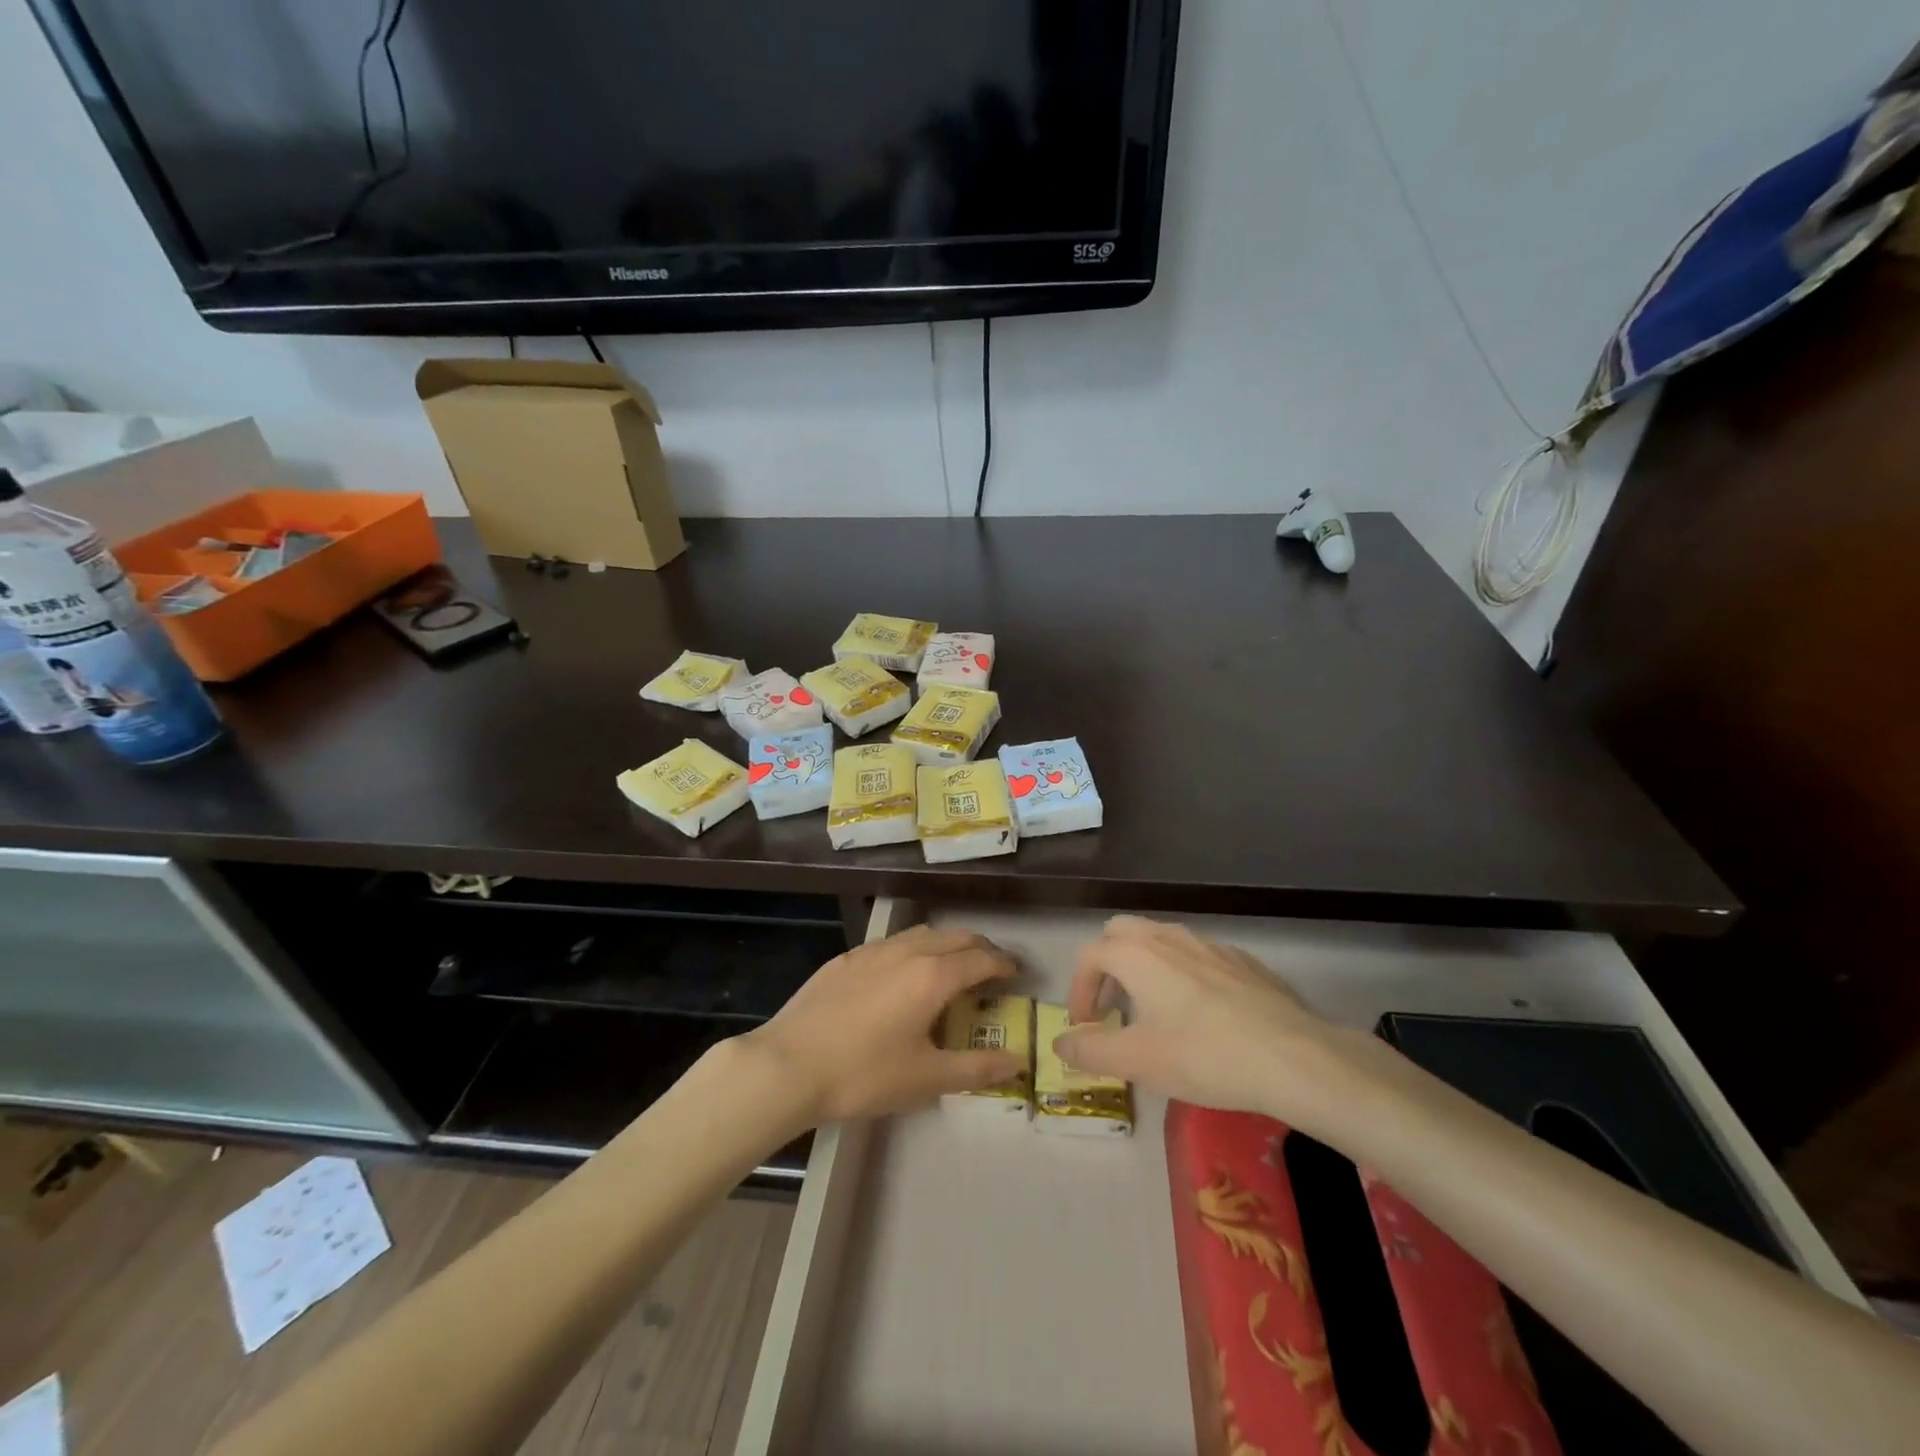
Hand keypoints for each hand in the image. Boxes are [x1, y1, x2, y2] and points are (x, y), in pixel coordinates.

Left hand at [741, 925, 1025, 1125]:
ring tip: (950, 967)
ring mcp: (872, 951)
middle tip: (991, 969)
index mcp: (933, 976)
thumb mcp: (927, 1079)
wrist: (787, 1066)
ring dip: (945, 945)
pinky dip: (912, 950)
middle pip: (955, 937)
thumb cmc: (864, 1074)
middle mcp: (907, 951)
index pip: (981, 959)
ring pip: (921, 934)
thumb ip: (977, 1069)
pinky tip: (901, 976)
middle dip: (979, 949)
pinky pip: (891, 944)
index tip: (1016, 974)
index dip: (1004, 965)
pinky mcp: (845, 959)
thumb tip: (1016, 1063)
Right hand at [1054, 916, 1376, 1140]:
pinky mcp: (1241, 960)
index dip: (1078, 990)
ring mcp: (1209, 944)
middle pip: (1121, 932)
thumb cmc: (1204, 1055)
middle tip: (1112, 1007)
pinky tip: (1200, 1014)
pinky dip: (1181, 974)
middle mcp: (1168, 937)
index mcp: (1137, 954)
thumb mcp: (1138, 1061)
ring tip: (1152, 1011)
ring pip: (1161, 939)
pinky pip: (1196, 955)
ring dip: (1143, 967)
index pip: (1090, 957)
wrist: (1293, 1056)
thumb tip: (1061, 1041)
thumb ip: (1091, 1049)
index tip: (1085, 1027)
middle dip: (1106, 965)